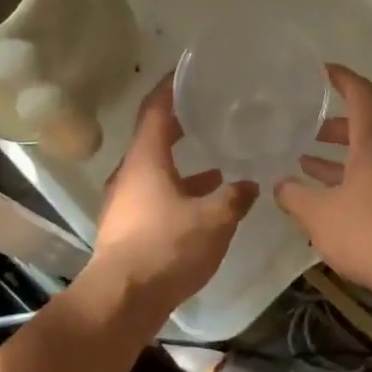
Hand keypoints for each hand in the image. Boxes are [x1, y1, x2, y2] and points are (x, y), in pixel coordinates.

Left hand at [88, 77, 257, 314]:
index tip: (188, 71)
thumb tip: (250, 184)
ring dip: (182, 163)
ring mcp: (124, 201)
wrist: (121, 300)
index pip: (155, 109)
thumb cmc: (166, 248)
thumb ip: (234, 198)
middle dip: (180, 123)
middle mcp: (130, 174)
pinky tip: (203, 204)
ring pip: (155, 170)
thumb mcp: (213, 220)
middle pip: (153, 137)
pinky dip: (179, 190)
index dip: (170, 86)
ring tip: (216, 163)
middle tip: (207, 111)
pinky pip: (155, 194)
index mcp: (145, 160)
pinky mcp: (127, 226)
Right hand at [274, 65, 371, 306]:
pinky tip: (332, 199)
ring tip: (306, 165)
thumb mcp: (321, 216)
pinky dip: (353, 178)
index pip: (360, 94)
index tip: (322, 70)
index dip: (341, 77)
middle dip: (332, 127)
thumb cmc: (371, 234)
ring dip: (340, 157)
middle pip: (364, 126)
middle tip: (305, 130)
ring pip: (370, 155)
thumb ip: (295, 197)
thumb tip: (279, 185)